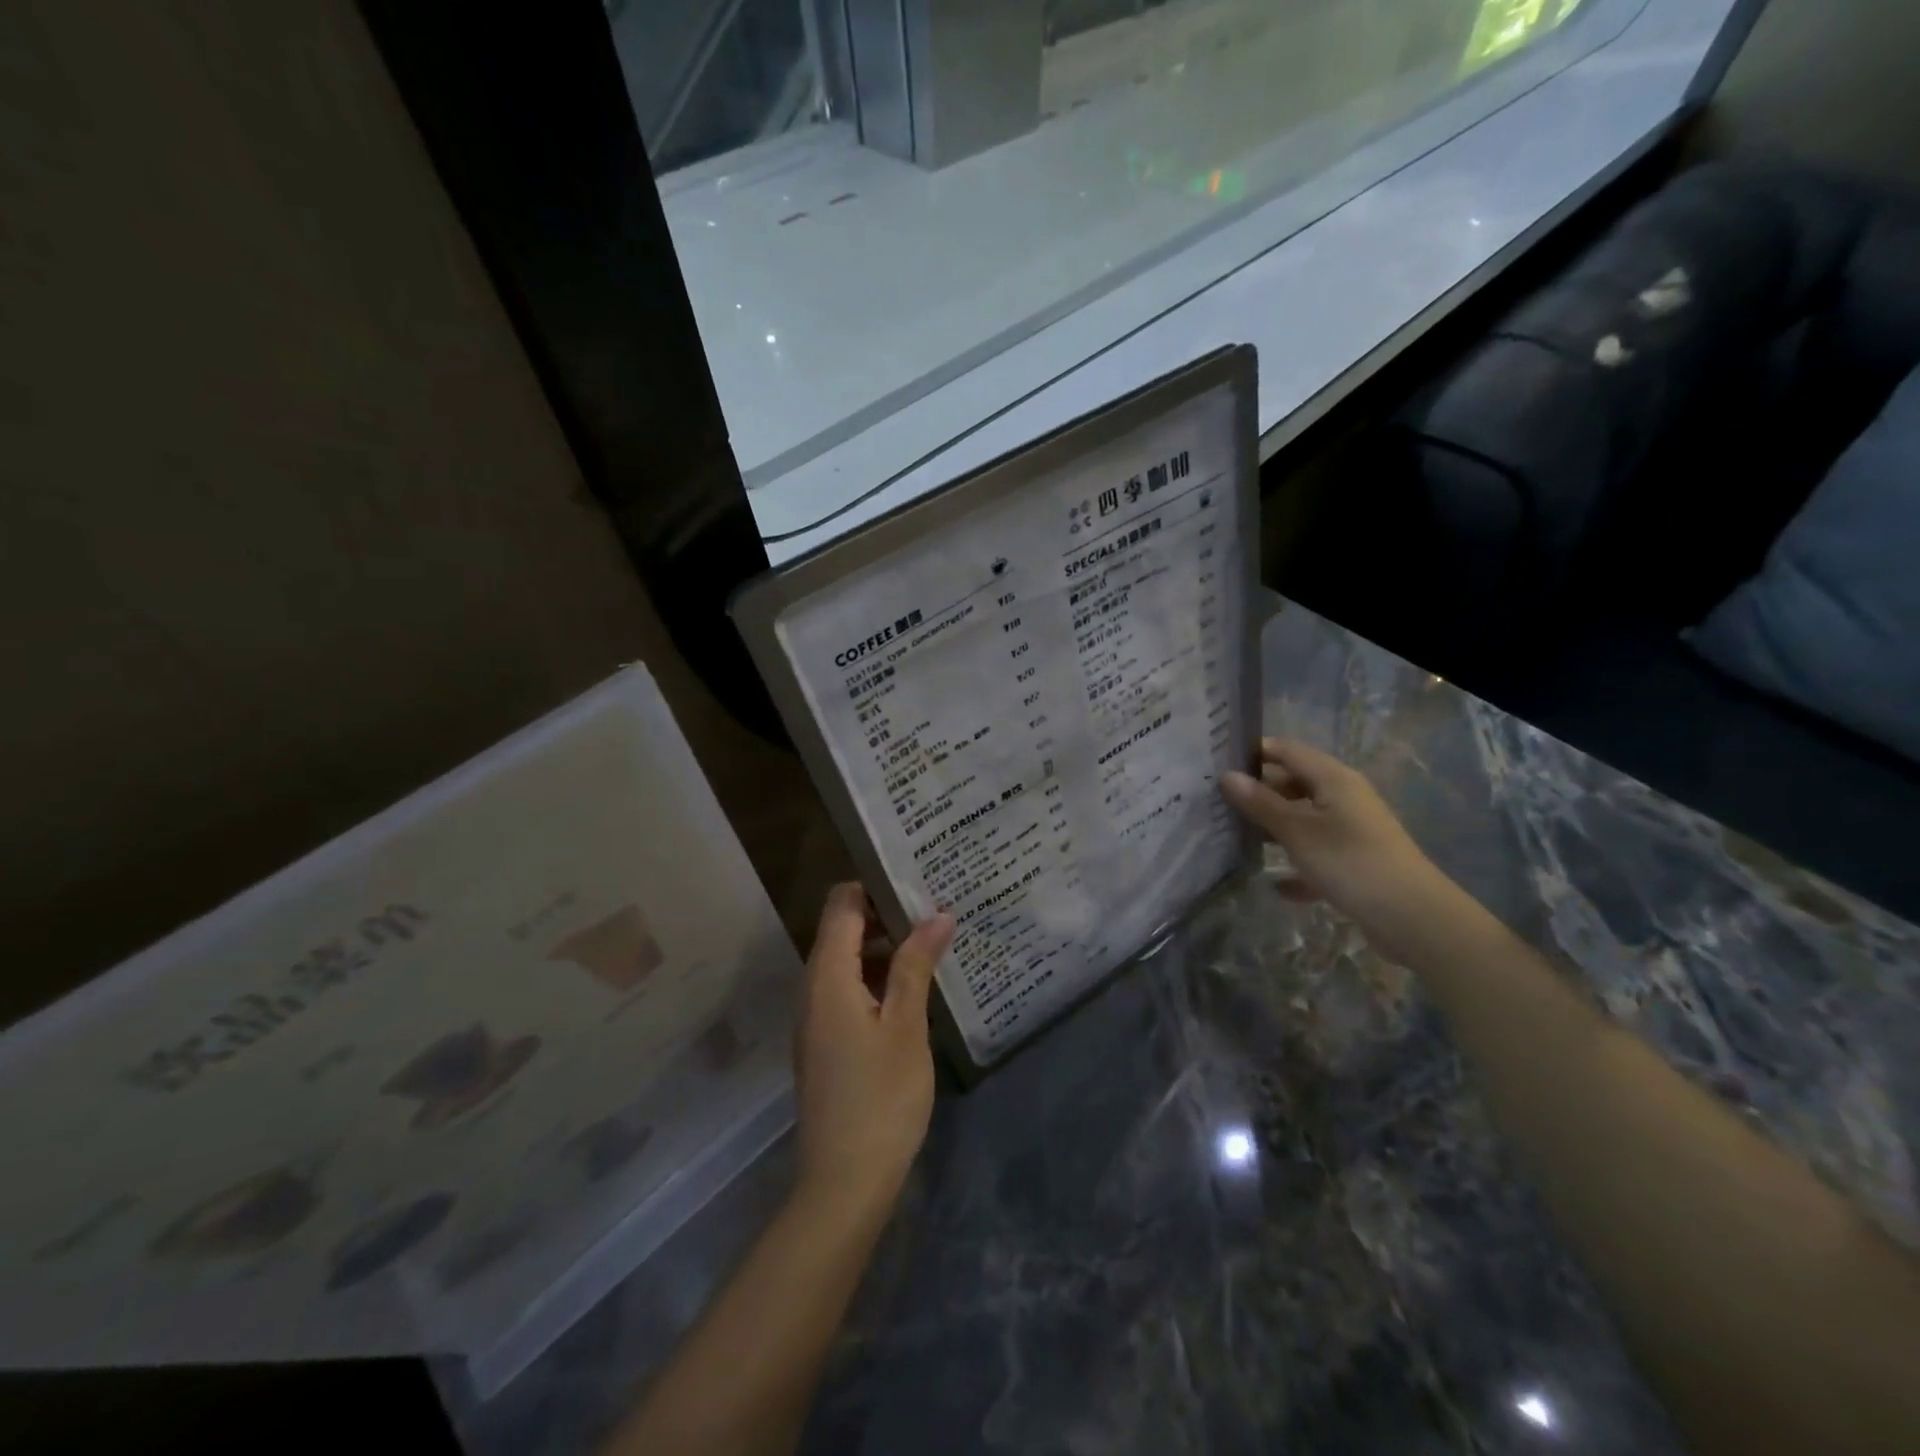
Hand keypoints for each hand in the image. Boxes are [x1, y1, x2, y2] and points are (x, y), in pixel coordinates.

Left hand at [793, 884, 954, 1223]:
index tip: (918, 880)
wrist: (843, 1183)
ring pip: (846, 959)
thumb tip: (937, 914)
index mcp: (827, 975)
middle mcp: (812, 987)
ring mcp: (815, 1016)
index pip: (842, 903)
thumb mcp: (906, 1026)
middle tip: (936, 908)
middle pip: (842, 927)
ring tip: (932, 941)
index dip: (876, 884)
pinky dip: (876, 976)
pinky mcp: (824, 1040)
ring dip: (884, 946)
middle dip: (886, 913)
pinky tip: (912, 987)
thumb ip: (916, 965)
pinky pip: (846, 988)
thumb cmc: (881, 1098)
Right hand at [1221, 738, 1443, 935]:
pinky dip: (1297, 864)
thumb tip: (1227, 776)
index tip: (1216, 764)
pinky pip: (1317, 854)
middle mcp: (1344, 797)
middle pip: (1293, 784)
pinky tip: (1276, 885)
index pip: (1286, 751)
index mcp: (1333, 779)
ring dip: (1273, 828)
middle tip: (1216, 804)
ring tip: (1233, 837)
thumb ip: (1260, 803)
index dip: (1253, 753)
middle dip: (1258, 793)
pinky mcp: (1355, 861)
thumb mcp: (1297, 832)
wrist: (1413, 918)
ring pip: (1303, 819)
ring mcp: (1352, 830)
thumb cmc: (1350, 862)